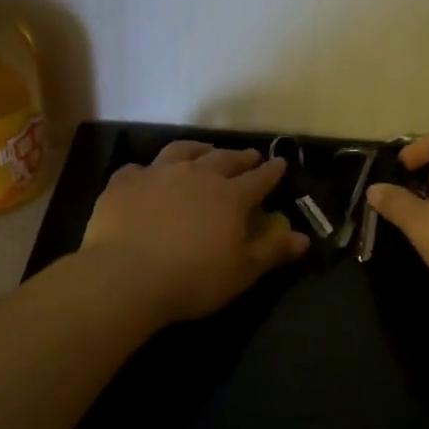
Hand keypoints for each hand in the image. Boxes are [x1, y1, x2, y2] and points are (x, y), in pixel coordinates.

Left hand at [80, 141, 309, 323]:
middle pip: (224, 159)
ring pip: (182, 151)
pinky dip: (147, 170)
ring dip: (198, 149)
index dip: (272, 171)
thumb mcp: (242, 272)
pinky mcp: (124, 182)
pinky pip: (138, 169)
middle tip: (249, 156)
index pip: (259, 179)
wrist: (127, 276)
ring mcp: (158, 174)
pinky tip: (147, 175)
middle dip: (240, 157)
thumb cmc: (193, 280)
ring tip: (204, 150)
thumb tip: (303, 238)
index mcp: (230, 197)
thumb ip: (272, 251)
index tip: (280, 163)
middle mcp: (197, 175)